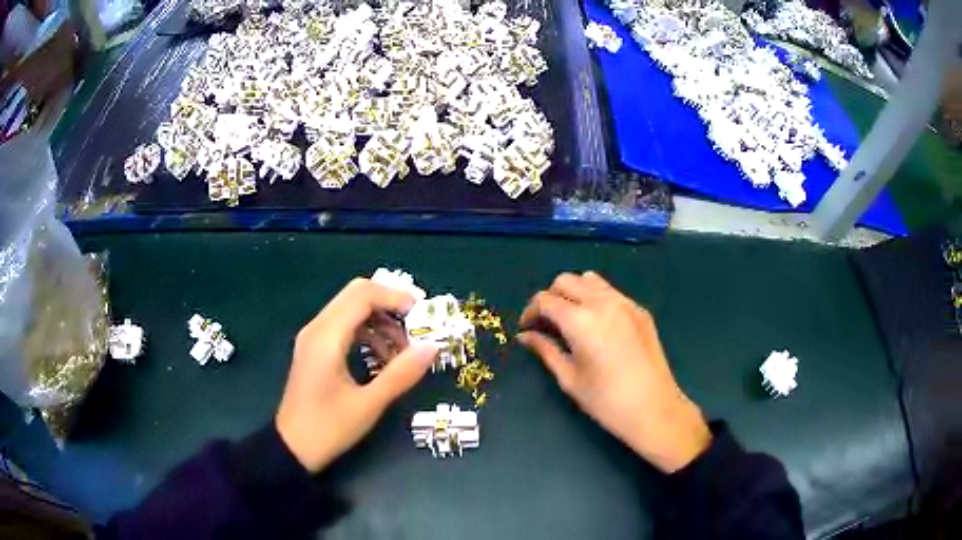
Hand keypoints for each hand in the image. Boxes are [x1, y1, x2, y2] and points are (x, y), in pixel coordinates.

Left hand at [276, 278, 438, 472]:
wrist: (292, 448)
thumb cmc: (329, 428)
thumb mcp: (369, 404)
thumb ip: (401, 373)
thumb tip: (432, 346)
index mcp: (327, 337)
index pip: (363, 296)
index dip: (396, 298)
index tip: (424, 315)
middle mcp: (317, 328)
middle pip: (356, 294)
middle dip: (390, 304)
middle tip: (417, 325)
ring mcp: (313, 337)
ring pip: (351, 309)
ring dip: (380, 320)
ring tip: (404, 349)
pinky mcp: (314, 349)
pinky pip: (344, 325)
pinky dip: (367, 332)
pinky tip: (383, 358)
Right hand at [518, 272, 710, 472]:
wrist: (654, 409)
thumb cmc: (606, 401)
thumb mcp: (569, 378)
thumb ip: (545, 350)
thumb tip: (525, 336)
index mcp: (581, 320)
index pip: (545, 300)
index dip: (530, 311)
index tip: (527, 328)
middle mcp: (603, 302)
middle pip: (566, 281)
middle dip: (550, 297)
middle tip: (547, 323)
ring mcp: (625, 303)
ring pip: (590, 280)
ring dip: (574, 292)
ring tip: (571, 319)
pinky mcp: (640, 310)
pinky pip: (611, 292)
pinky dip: (595, 298)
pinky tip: (597, 325)